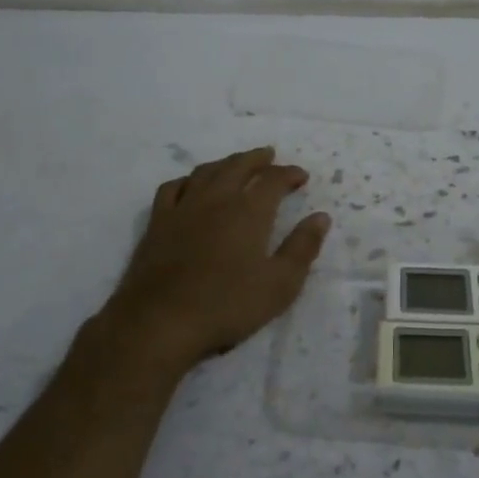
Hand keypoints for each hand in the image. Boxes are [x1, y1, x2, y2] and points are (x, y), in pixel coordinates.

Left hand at [99, 146, 330, 370]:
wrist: (160, 322)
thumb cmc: (227, 305)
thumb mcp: (280, 284)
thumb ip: (302, 247)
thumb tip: (321, 217)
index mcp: (249, 211)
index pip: (273, 180)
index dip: (289, 174)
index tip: (301, 176)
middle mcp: (216, 200)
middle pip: (238, 166)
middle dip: (257, 159)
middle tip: (269, 155)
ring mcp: (182, 209)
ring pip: (206, 172)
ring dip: (225, 163)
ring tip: (235, 164)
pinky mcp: (157, 224)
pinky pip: (172, 188)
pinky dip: (187, 180)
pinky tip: (190, 185)